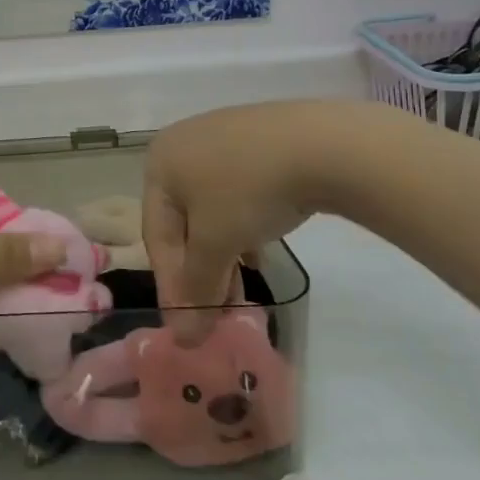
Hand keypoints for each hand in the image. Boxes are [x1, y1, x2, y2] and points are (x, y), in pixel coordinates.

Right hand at [144, 101, 349, 341]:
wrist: (322, 143)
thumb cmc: (249, 191)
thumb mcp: (217, 243)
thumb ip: (197, 289)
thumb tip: (184, 338)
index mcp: (158, 163)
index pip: (157, 236)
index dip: (171, 286)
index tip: (188, 330)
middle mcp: (181, 146)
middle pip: (183, 223)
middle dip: (199, 273)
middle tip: (216, 316)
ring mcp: (221, 140)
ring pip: (211, 210)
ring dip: (221, 256)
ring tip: (239, 295)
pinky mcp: (257, 142)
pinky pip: (237, 193)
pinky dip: (241, 229)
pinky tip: (256, 255)